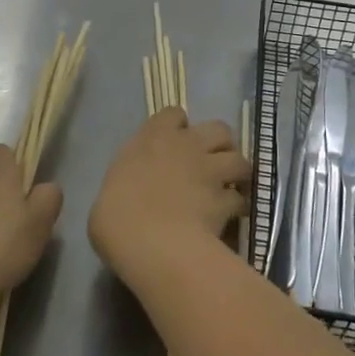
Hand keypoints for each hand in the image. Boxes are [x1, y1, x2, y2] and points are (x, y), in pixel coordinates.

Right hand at [89, 109, 248, 284]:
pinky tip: (233, 216)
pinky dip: (239, 205)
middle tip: (210, 162)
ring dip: (236, 171)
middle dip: (219, 143)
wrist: (149, 241)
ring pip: (239, 159)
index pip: (173, 114)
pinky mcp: (226, 199)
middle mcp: (187, 145)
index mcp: (153, 137)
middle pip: (218, 128)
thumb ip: (130, 176)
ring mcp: (210, 171)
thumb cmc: (117, 214)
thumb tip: (134, 187)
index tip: (174, 142)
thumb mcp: (114, 186)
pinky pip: (240, 198)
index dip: (178, 126)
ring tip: (230, 187)